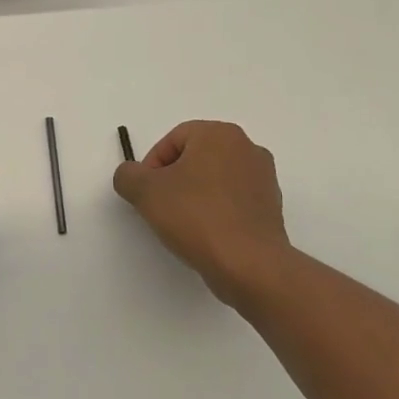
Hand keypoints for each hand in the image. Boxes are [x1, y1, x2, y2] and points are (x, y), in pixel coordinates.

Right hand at [113, 120, 292, 310]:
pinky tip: (205, 234)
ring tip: (182, 224)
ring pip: (214, 179)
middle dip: (173, 179)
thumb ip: (127, 175)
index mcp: (220, 134)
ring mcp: (264, 178)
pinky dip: (215, 211)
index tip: (146, 193)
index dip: (152, 165)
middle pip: (195, 157)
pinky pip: (232, 201)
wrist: (249, 265)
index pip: (172, 140)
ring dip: (194, 195)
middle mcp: (247, 148)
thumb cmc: (196, 216)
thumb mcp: (144, 191)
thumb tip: (132, 176)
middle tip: (160, 206)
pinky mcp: (271, 207)